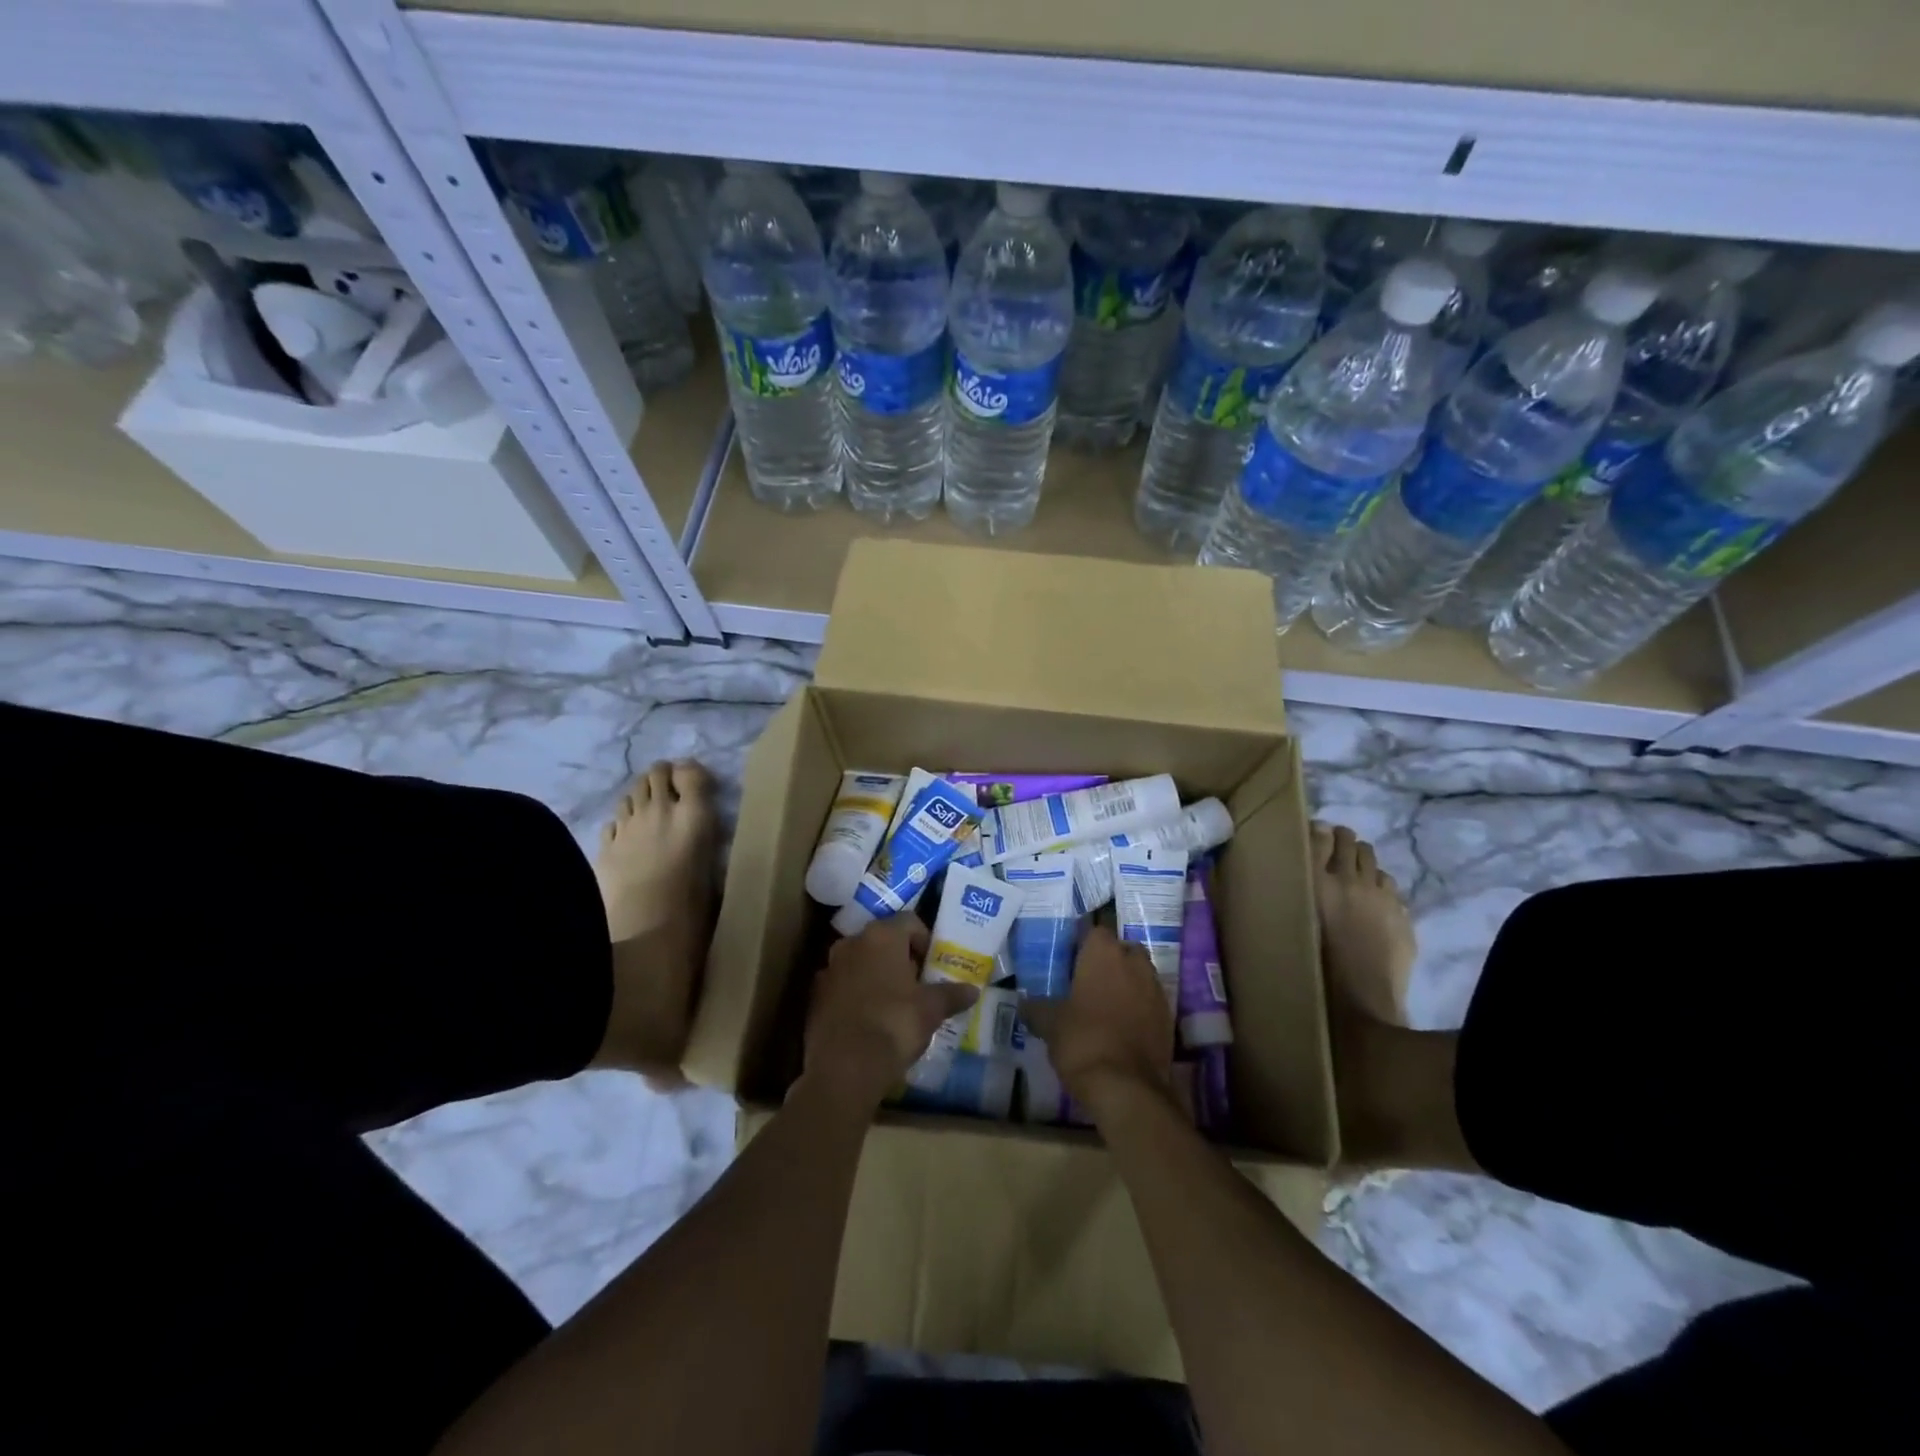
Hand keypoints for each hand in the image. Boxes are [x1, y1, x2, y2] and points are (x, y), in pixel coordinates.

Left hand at [804, 915, 978, 1110]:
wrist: (844, 1068)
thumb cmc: (894, 1025)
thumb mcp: (931, 1010)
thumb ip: (952, 995)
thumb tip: (972, 990)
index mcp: (881, 936)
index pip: (909, 922)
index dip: (925, 940)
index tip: (933, 965)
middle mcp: (851, 943)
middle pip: (882, 941)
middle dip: (900, 958)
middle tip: (917, 984)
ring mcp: (828, 968)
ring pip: (860, 962)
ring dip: (876, 975)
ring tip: (893, 1003)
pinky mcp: (814, 996)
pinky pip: (842, 986)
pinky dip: (855, 994)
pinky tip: (868, 1020)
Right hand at [1031, 925, 1174, 1108]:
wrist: (1126, 1087)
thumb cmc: (1082, 1040)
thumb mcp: (1050, 1024)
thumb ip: (1037, 1008)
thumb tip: (1023, 1003)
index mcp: (1104, 953)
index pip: (1095, 931)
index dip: (1083, 944)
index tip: (1070, 960)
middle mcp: (1134, 963)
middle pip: (1123, 949)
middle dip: (1110, 960)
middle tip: (1088, 981)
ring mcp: (1156, 990)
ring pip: (1140, 975)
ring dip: (1127, 984)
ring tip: (1105, 1005)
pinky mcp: (1169, 1018)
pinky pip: (1151, 1002)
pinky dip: (1140, 1008)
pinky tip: (1122, 1028)